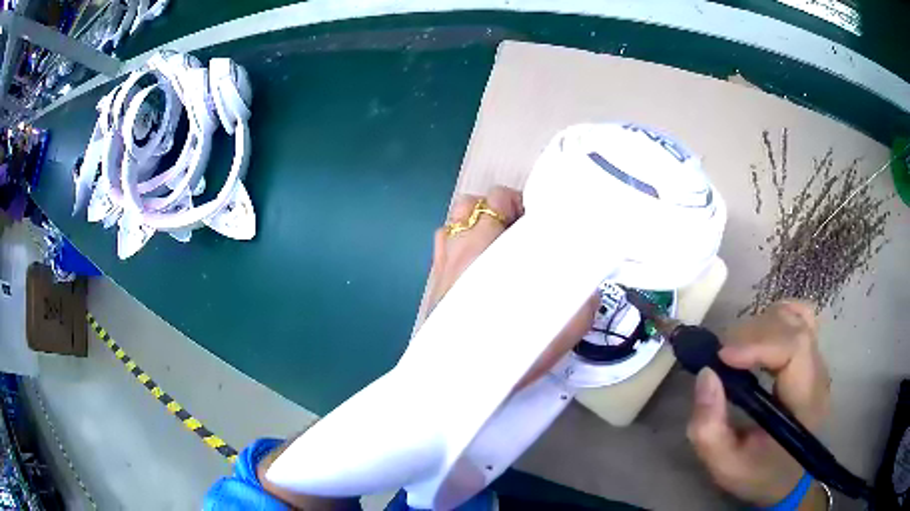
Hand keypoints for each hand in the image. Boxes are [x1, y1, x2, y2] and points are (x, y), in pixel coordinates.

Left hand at [427, 186, 597, 389]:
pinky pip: (442, 244)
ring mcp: (441, 263)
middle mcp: (460, 248)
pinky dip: (458, 243)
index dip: (523, 206)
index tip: (540, 225)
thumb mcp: (559, 332)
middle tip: (519, 234)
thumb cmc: (506, 350)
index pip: (500, 199)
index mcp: (489, 248)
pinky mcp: (431, 281)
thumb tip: (589, 290)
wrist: (457, 380)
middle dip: (497, 210)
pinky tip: (474, 266)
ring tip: (495, 246)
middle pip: (472, 203)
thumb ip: (580, 306)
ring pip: (454, 220)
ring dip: (474, 223)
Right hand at [687, 301, 830, 507]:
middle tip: (720, 359)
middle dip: (750, 335)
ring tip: (737, 353)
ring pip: (795, 315)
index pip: (794, 348)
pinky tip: (759, 338)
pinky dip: (775, 318)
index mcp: (804, 401)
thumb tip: (706, 374)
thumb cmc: (760, 474)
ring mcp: (818, 359)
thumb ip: (709, 429)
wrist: (791, 478)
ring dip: (761, 325)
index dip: (758, 343)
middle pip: (791, 326)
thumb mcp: (726, 465)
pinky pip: (799, 317)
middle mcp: (817, 371)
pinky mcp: (812, 355)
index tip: (721, 357)